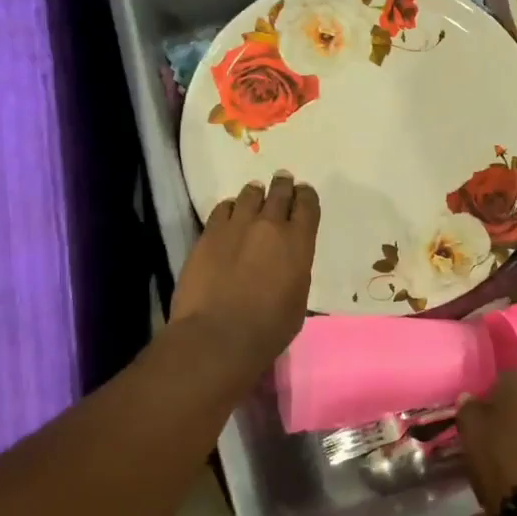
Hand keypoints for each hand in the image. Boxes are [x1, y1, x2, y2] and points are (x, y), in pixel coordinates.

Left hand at [171, 171, 320, 379]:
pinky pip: (222, 209)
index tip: (304, 192)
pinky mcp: (208, 234)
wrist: (218, 335)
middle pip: (279, 192)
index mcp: (299, 243)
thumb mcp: (298, 300)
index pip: (307, 206)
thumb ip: (295, 272)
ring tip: (255, 194)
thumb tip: (287, 265)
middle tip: (283, 180)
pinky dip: (230, 208)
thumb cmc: (268, 328)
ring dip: (255, 194)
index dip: (306, 196)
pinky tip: (229, 213)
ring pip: (249, 195)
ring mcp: (236, 226)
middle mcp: (270, 226)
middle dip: (283, 185)